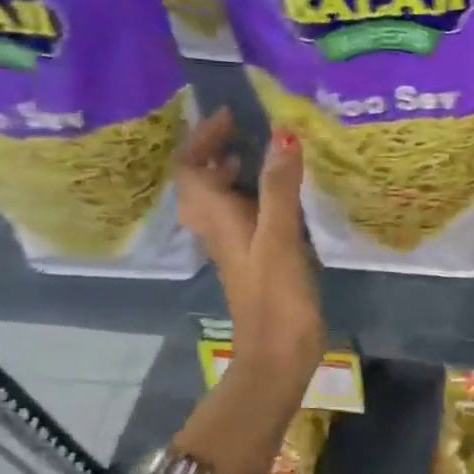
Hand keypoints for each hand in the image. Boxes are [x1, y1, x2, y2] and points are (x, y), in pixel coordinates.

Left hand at [174, 108, 324, 380]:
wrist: (278, 356)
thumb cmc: (276, 297)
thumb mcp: (279, 238)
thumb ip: (280, 187)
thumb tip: (283, 135)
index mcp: (217, 219)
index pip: (190, 169)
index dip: (202, 139)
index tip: (231, 117)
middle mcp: (219, 230)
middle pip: (199, 183)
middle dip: (214, 151)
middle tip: (245, 132)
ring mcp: (236, 248)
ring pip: (220, 201)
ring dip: (231, 174)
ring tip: (263, 157)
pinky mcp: (254, 262)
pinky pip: (243, 218)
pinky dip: (253, 197)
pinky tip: (282, 198)